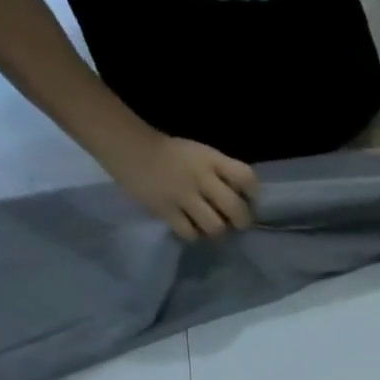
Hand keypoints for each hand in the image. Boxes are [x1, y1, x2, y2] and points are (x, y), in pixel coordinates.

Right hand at [103, 130, 259, 240]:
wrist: (126, 145)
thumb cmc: (170, 153)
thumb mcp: (200, 154)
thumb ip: (222, 174)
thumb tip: (244, 201)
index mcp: (211, 159)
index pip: (246, 177)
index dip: (253, 193)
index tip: (249, 200)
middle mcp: (201, 177)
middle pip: (236, 209)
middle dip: (241, 221)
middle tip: (234, 222)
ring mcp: (183, 195)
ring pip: (216, 227)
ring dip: (216, 230)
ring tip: (209, 224)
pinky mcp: (165, 210)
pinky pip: (190, 233)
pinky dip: (193, 234)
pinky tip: (189, 226)